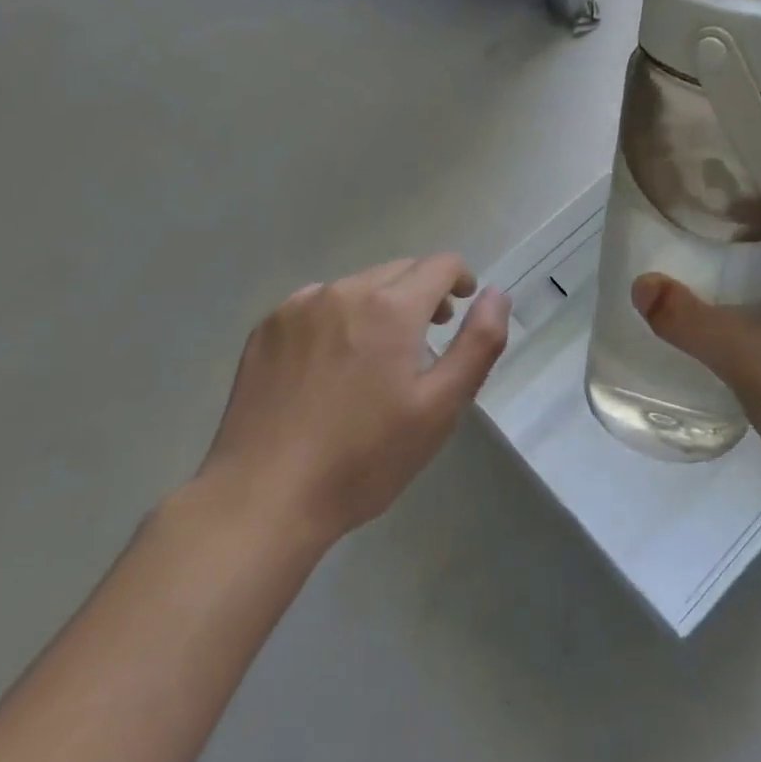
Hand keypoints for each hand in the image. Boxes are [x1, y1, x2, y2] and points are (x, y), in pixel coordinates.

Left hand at [194, 255, 510, 545]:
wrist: (264, 497)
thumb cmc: (364, 458)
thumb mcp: (440, 407)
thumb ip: (478, 343)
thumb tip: (496, 294)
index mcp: (391, 306)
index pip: (440, 264)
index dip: (460, 278)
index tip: (461, 306)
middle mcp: (344, 290)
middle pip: (399, 270)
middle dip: (421, 293)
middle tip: (425, 339)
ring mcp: (299, 306)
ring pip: (357, 285)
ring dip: (378, 304)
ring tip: (376, 355)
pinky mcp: (267, 327)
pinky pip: (316, 303)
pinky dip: (336, 317)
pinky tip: (329, 364)